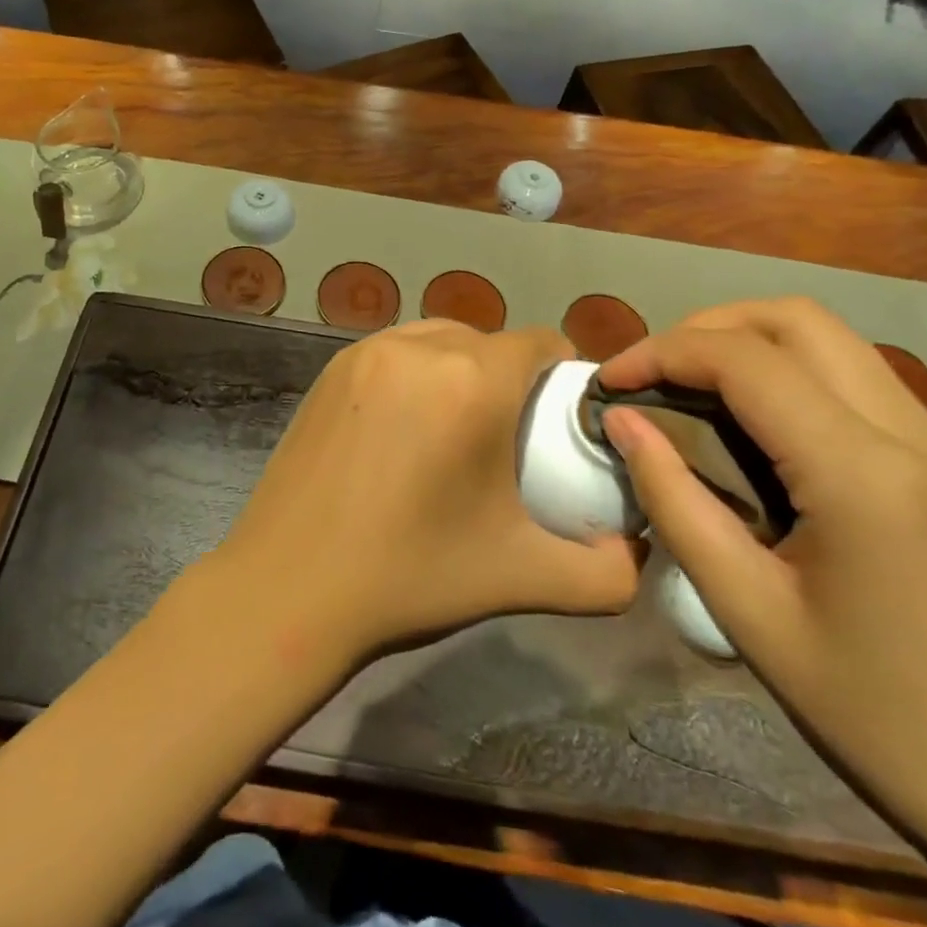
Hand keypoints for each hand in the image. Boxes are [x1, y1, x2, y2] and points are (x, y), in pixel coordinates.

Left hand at [210, 321, 643, 667]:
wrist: (290, 587)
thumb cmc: (411, 575)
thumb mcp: (524, 578)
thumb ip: (606, 572)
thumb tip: (636, 550)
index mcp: (474, 382)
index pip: (541, 343)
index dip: (562, 376)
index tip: (560, 421)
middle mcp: (421, 347)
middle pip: (489, 342)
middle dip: (511, 378)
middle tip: (509, 437)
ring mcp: (367, 352)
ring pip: (439, 339)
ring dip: (460, 369)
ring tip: (456, 429)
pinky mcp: (330, 368)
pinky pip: (394, 352)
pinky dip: (414, 374)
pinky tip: (404, 428)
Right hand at [595, 299, 926, 870]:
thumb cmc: (879, 718)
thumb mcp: (749, 614)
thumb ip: (675, 502)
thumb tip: (624, 424)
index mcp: (862, 474)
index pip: (743, 360)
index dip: (660, 352)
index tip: (609, 383)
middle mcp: (913, 434)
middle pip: (794, 318)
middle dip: (706, 327)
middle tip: (653, 375)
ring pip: (831, 338)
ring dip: (749, 342)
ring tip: (693, 389)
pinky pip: (858, 378)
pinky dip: (791, 371)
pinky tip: (759, 427)